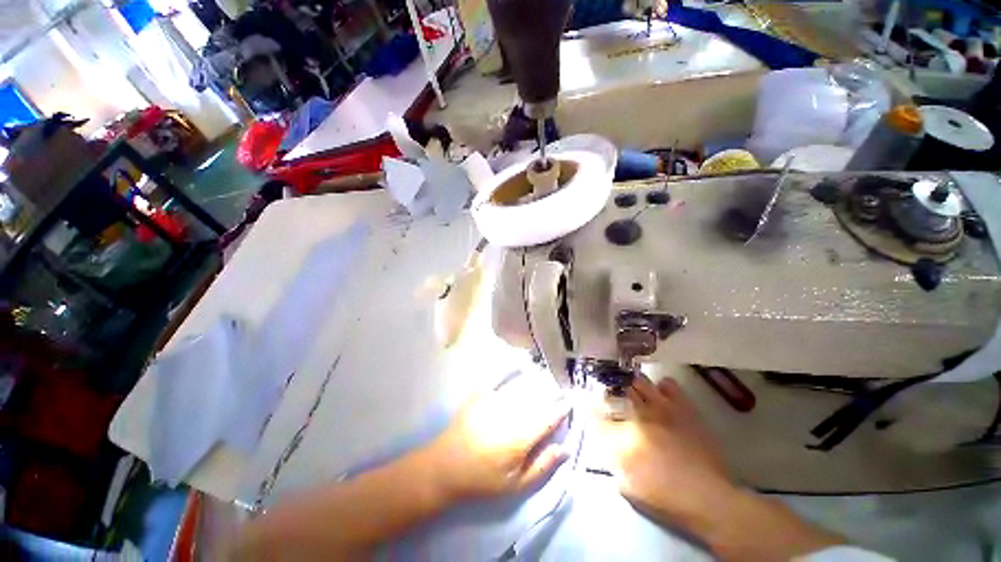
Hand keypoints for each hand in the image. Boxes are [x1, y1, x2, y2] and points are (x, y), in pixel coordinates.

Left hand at [421, 375, 570, 501]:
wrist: (445, 467)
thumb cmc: (482, 480)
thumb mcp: (515, 485)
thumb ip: (542, 466)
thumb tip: (565, 449)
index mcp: (520, 437)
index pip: (548, 418)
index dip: (561, 409)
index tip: (570, 402)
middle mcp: (510, 414)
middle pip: (537, 399)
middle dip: (552, 393)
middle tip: (562, 389)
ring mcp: (494, 401)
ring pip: (522, 387)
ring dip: (537, 382)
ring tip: (548, 379)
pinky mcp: (480, 395)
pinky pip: (499, 377)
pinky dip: (512, 370)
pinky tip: (521, 364)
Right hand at [599, 375, 736, 524]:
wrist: (708, 498)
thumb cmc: (665, 498)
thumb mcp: (627, 485)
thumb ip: (610, 458)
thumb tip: (604, 439)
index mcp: (621, 438)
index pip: (593, 414)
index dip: (587, 408)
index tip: (586, 406)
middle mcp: (637, 416)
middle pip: (613, 390)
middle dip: (608, 392)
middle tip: (611, 399)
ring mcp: (661, 407)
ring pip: (636, 380)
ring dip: (631, 386)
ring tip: (633, 394)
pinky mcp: (682, 406)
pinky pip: (666, 383)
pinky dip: (660, 387)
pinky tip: (660, 398)